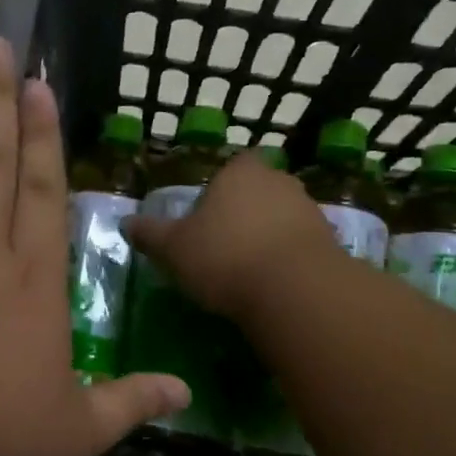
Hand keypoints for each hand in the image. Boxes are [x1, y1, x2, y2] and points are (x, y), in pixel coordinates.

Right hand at [123, 151, 334, 321]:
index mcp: (240, 172)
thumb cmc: (224, 256)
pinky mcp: (330, 241)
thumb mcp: (174, 249)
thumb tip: (125, 223)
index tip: (208, 217)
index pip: (232, 167)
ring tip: (249, 270)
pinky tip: (274, 284)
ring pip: (282, 217)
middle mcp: (278, 181)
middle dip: (245, 213)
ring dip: (269, 236)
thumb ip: (151, 234)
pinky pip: (301, 245)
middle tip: (225, 244)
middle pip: (259, 190)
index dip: (220, 189)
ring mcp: (309, 209)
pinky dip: (289, 259)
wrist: (294, 289)